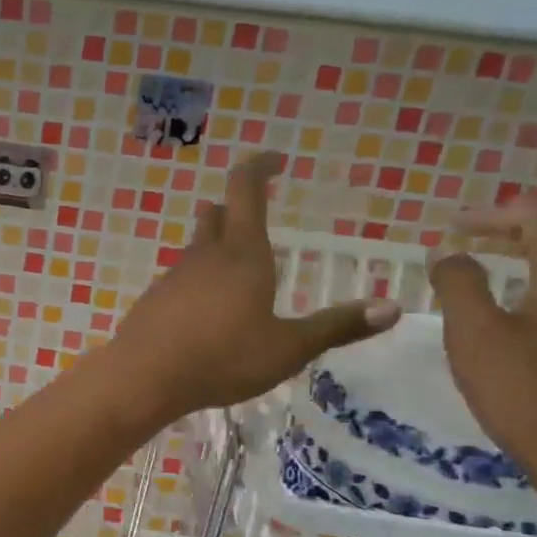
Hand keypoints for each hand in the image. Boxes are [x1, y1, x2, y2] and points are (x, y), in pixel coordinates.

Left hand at [113, 153, 398, 419]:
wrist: (144, 378)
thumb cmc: (222, 359)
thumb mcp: (287, 349)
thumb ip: (336, 327)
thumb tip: (392, 308)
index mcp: (243, 255)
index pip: (246, 190)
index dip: (259, 167)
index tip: (275, 159)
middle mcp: (205, 257)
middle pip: (217, 216)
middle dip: (236, 208)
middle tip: (255, 215)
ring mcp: (173, 277)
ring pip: (196, 248)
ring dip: (216, 247)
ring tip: (238, 272)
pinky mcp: (153, 301)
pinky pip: (180, 279)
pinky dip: (198, 281)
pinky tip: (206, 312)